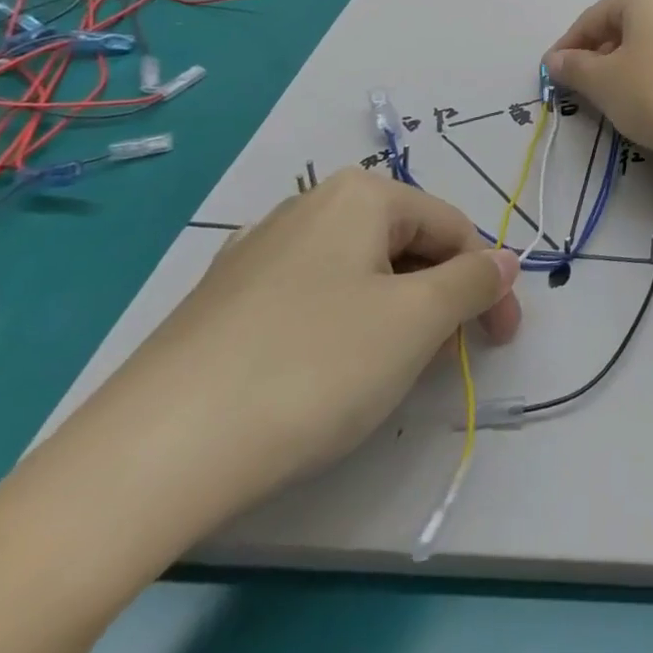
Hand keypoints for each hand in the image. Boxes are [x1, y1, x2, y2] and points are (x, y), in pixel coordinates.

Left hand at [83, 168, 521, 524]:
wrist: (147, 457)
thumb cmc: (311, 367)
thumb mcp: (417, 322)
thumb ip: (475, 282)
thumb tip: (506, 261)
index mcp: (360, 195)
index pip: (453, 227)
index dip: (488, 281)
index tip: (501, 339)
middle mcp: (308, 206)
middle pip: (404, 245)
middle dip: (438, 298)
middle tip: (446, 359)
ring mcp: (255, 253)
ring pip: (356, 274)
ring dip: (393, 315)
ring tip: (389, 373)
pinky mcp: (219, 303)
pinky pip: (308, 299)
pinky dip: (340, 328)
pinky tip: (324, 376)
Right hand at [544, 0, 652, 163]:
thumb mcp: (605, 84)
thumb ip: (575, 68)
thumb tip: (556, 59)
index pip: (594, 17)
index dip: (568, 48)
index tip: (552, 75)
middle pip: (628, 24)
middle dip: (603, 54)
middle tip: (586, 89)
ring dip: (635, 62)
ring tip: (623, 95)